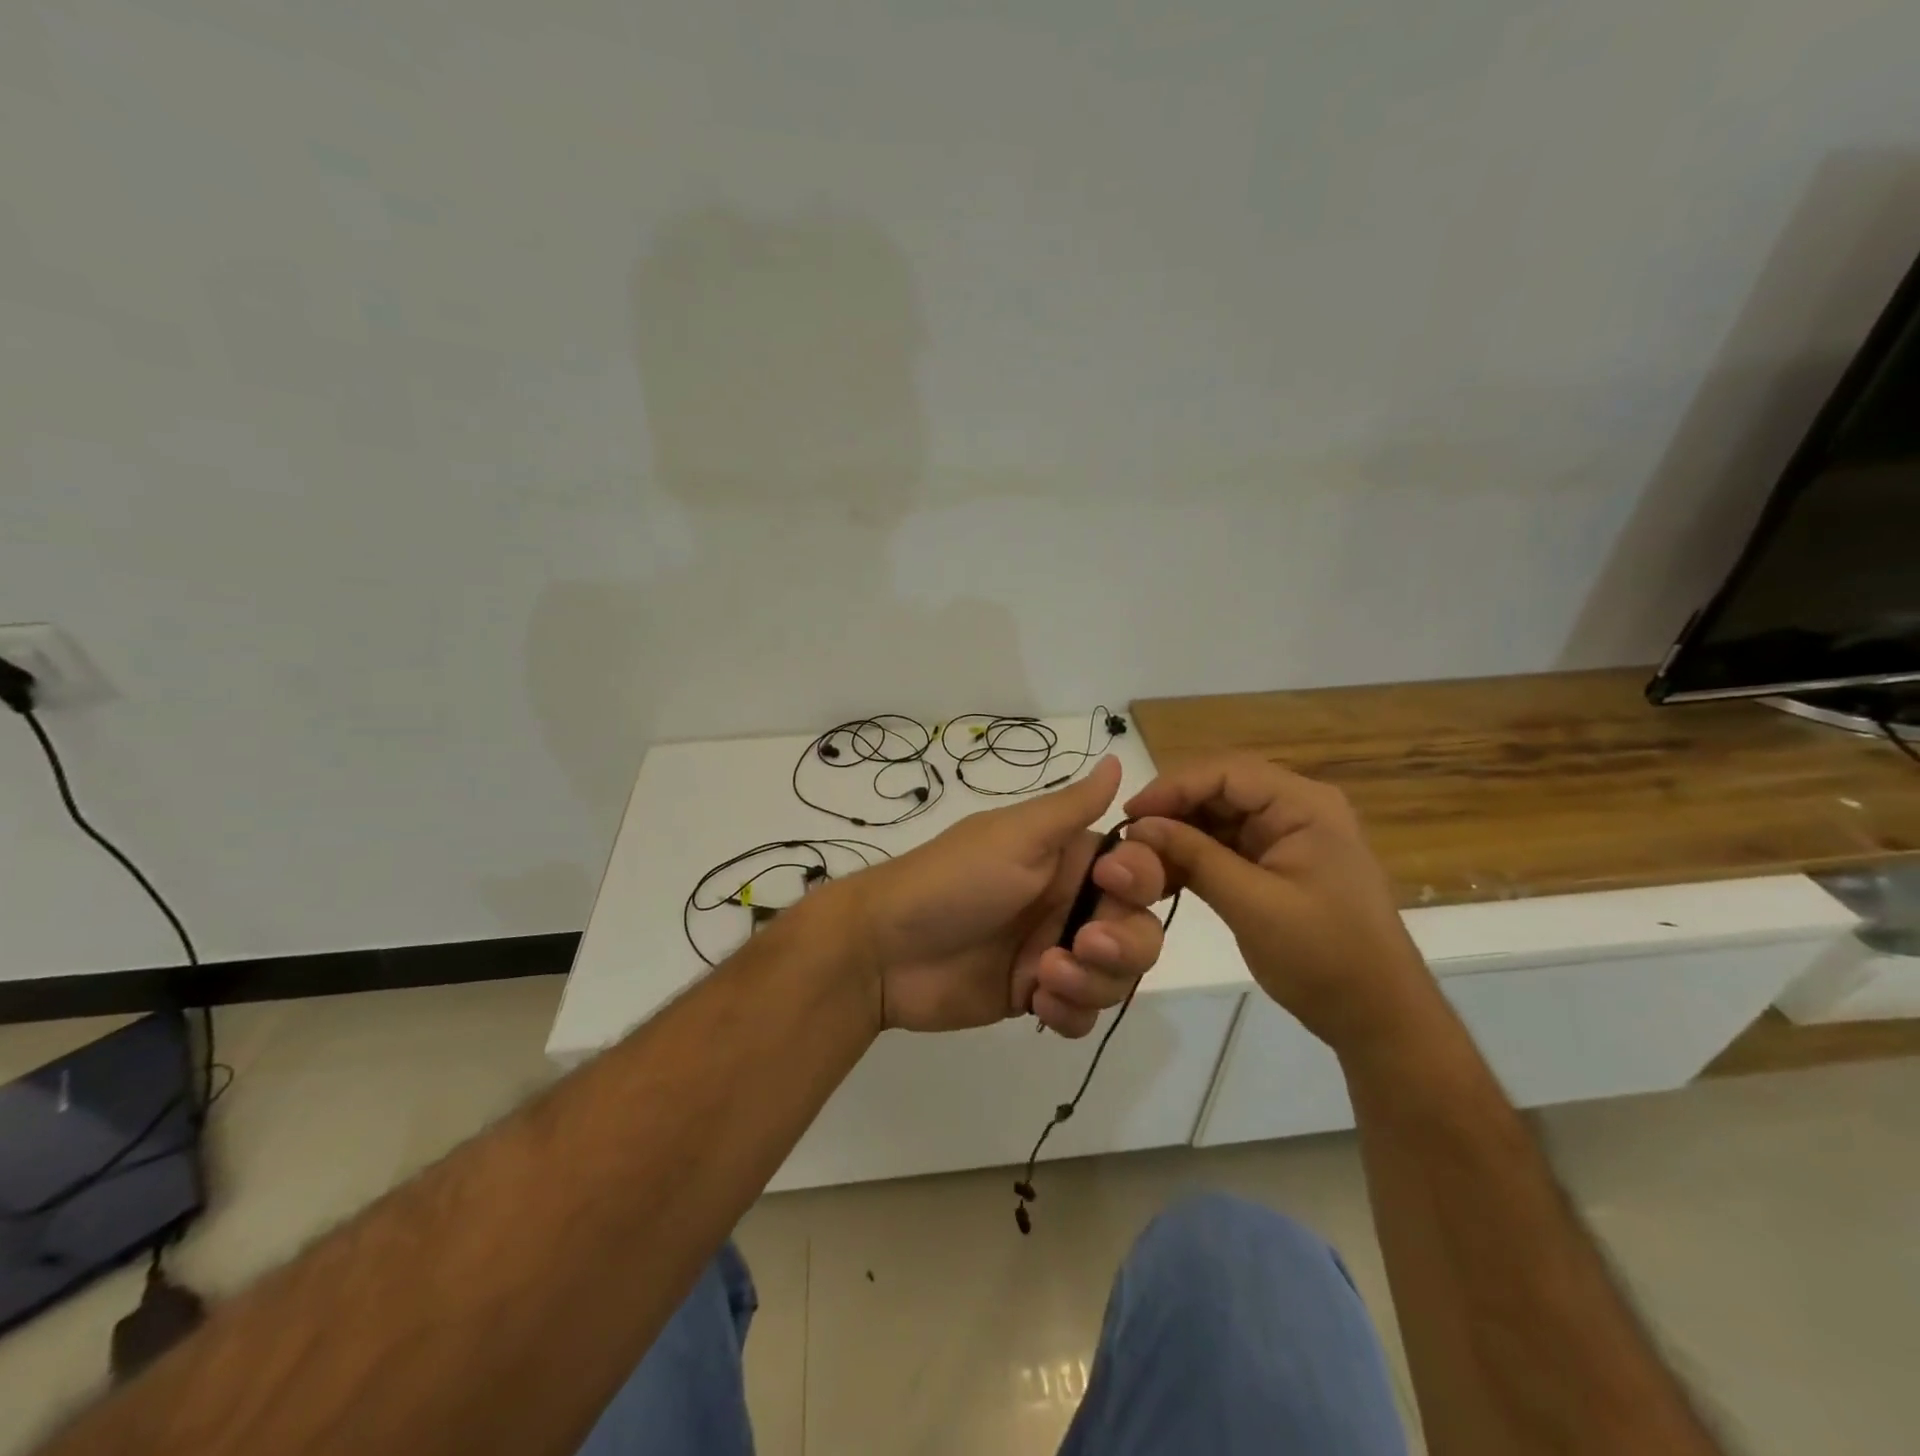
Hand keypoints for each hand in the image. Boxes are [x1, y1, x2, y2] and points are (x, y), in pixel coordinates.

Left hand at [849, 757, 1169, 1035]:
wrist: (884, 950)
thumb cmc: (953, 881)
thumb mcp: (1015, 836)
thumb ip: (1072, 806)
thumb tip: (1118, 757)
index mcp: (1069, 859)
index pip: (1140, 868)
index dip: (1141, 880)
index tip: (1111, 885)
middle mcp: (1070, 903)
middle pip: (1140, 930)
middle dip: (1124, 945)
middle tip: (1083, 945)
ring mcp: (1055, 952)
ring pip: (1117, 976)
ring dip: (1093, 982)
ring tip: (1044, 977)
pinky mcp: (1036, 995)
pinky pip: (1083, 1014)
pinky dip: (1070, 1013)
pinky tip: (1035, 1003)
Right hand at [1125, 754, 1436, 1056]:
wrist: (1376, 1015)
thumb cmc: (1324, 955)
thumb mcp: (1253, 904)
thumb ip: (1195, 857)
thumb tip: (1138, 827)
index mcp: (1303, 805)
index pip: (1226, 772)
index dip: (1173, 786)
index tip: (1130, 815)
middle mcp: (1295, 808)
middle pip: (1219, 789)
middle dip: (1172, 811)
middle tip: (1128, 840)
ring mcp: (1285, 836)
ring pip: (1216, 817)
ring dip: (1177, 835)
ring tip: (1139, 861)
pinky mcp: (1274, 863)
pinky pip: (1224, 845)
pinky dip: (1192, 857)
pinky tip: (1161, 876)